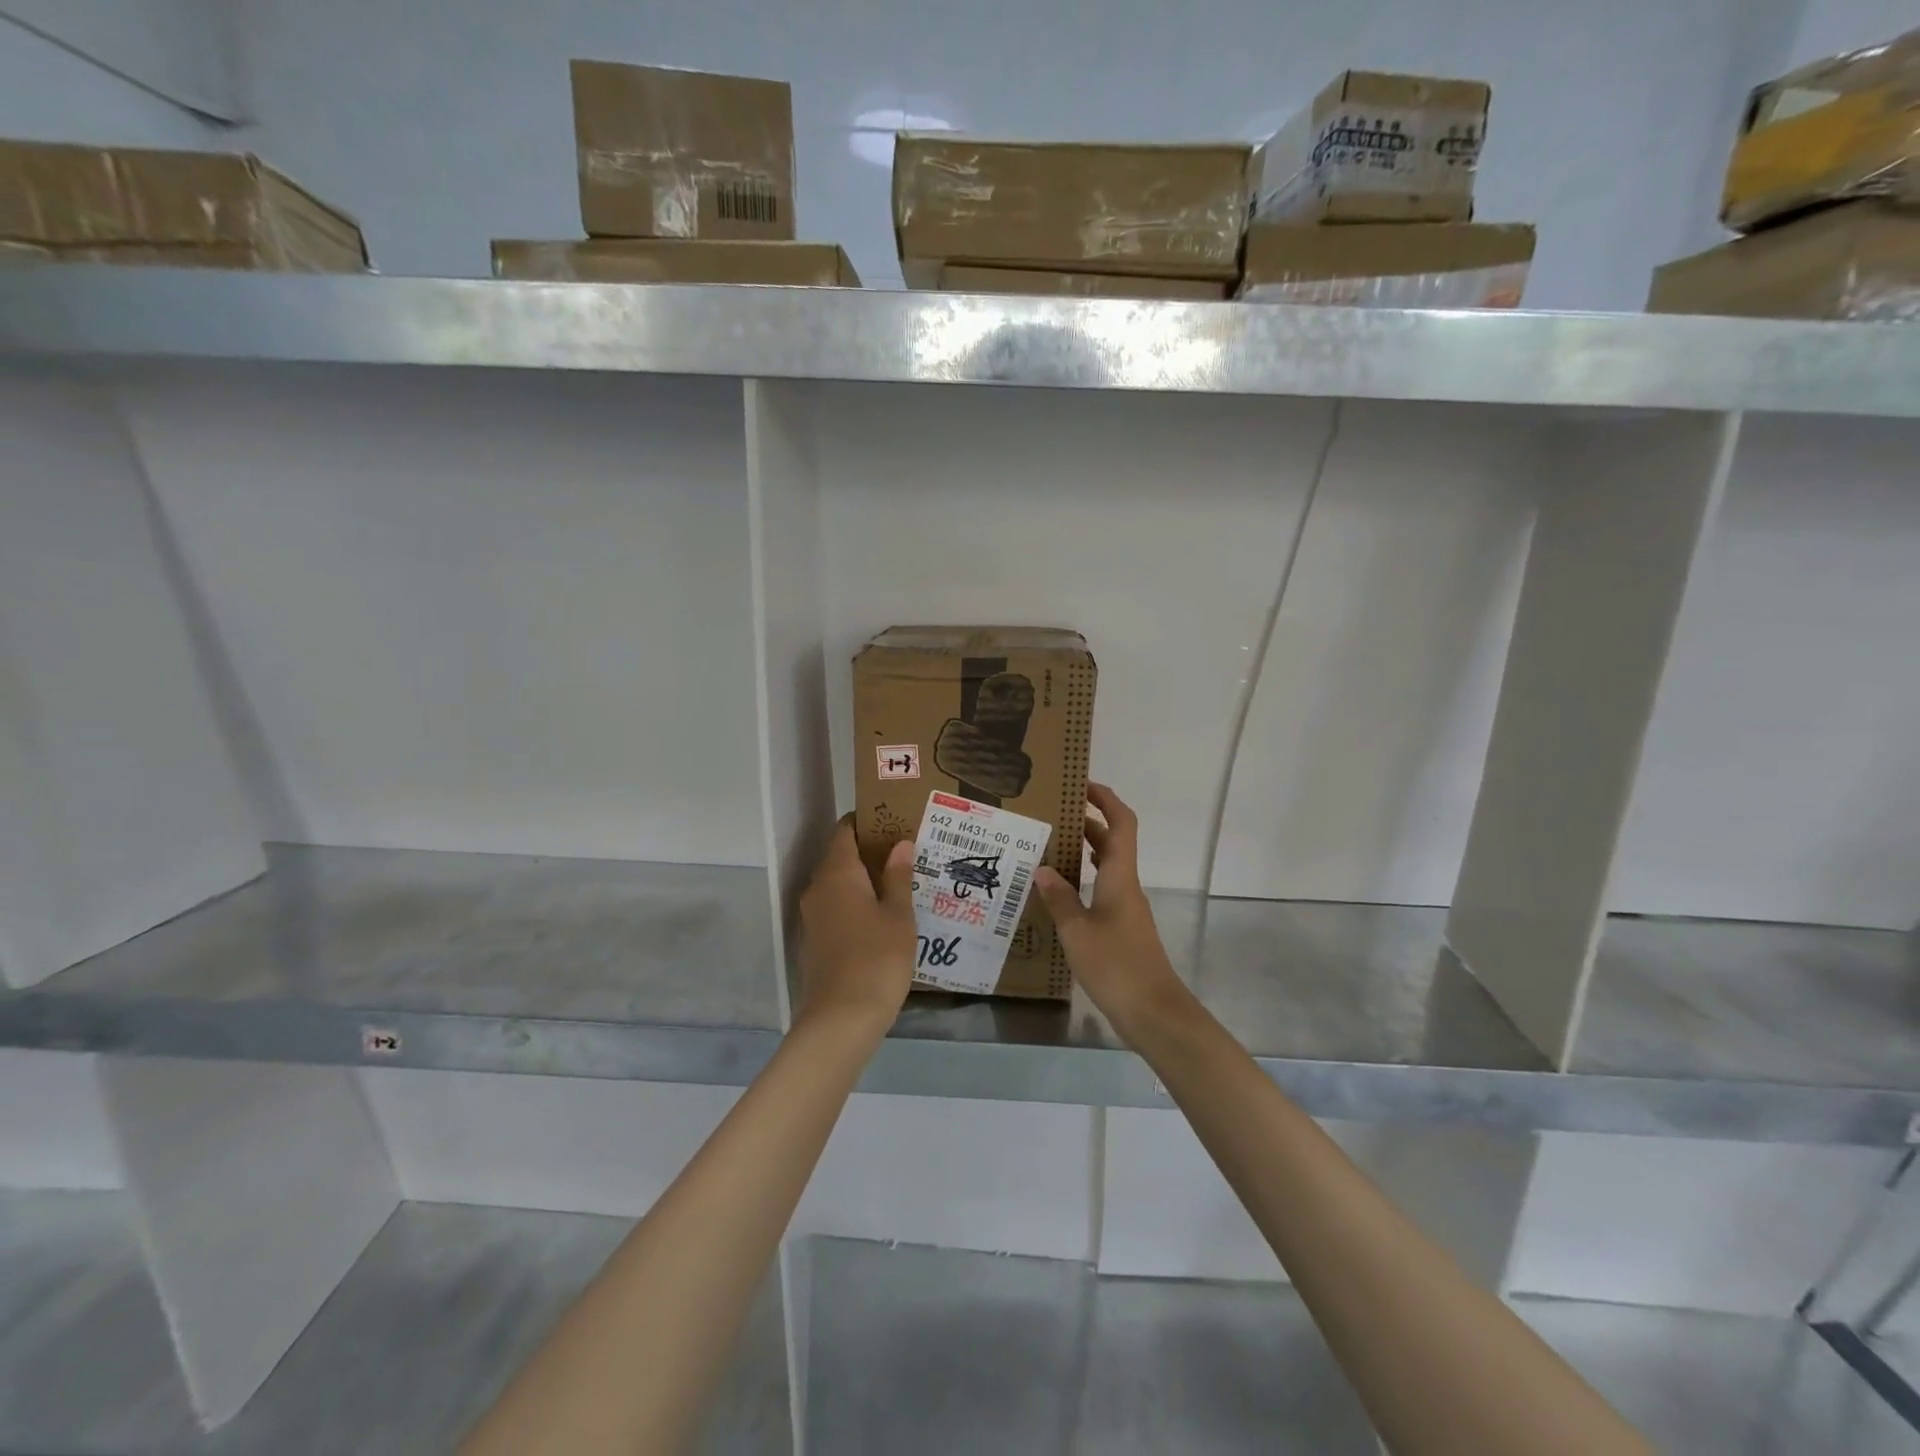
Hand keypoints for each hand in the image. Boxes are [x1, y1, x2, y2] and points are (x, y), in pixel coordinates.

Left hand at [796, 819, 916, 1032]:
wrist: (841, 1019)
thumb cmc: (876, 958)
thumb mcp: (898, 915)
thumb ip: (897, 876)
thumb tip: (900, 844)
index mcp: (837, 873)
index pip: (845, 830)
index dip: (867, 822)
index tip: (894, 821)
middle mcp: (817, 888)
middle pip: (839, 856)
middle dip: (868, 851)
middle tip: (904, 852)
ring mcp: (811, 916)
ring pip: (836, 884)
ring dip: (862, 879)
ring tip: (898, 882)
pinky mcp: (813, 941)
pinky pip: (834, 908)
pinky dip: (854, 903)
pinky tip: (880, 916)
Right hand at [1033, 783, 1191, 1043]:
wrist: (1153, 1012)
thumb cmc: (1116, 966)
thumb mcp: (1077, 932)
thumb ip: (1059, 898)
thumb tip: (1042, 869)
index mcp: (1119, 876)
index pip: (1121, 824)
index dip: (1106, 799)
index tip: (1082, 784)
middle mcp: (1126, 885)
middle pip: (1112, 842)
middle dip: (1087, 822)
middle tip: (1052, 816)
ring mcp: (1126, 908)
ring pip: (1107, 867)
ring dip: (1084, 851)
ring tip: (1049, 847)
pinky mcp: (1123, 928)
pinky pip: (1102, 889)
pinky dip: (1084, 880)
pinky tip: (1060, 893)